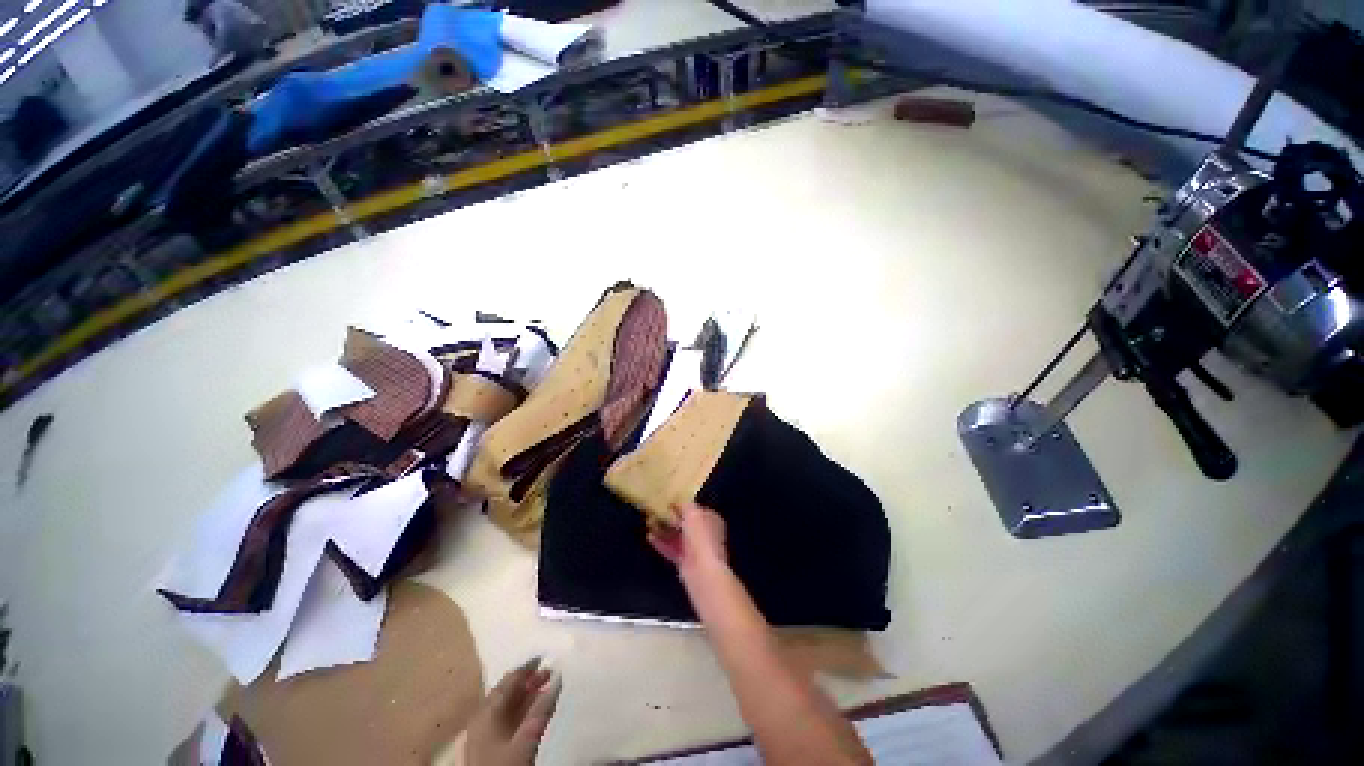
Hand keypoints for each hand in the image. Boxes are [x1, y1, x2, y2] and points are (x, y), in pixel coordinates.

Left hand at [464, 658, 561, 765]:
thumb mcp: (528, 737)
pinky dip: (519, 711)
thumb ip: (542, 708)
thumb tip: (558, 679)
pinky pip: (504, 720)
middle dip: (529, 681)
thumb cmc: (506, 765)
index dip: (530, 668)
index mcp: (487, 710)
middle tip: (550, 675)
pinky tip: (532, 714)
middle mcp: (481, 716)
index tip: (548, 659)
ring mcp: (481, 733)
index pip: (510, 679)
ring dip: (526, 697)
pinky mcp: (485, 747)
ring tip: (546, 692)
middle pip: (506, 691)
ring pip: (506, 706)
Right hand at [648, 502, 726, 574]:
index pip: (696, 508)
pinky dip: (661, 543)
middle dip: (671, 517)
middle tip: (655, 511)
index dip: (682, 504)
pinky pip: (672, 548)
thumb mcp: (692, 512)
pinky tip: (649, 536)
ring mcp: (695, 548)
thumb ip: (684, 504)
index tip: (667, 500)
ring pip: (678, 536)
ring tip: (649, 521)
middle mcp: (705, 532)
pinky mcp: (685, 561)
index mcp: (711, 518)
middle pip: (686, 522)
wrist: (702, 570)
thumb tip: (676, 500)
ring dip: (664, 529)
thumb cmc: (700, 536)